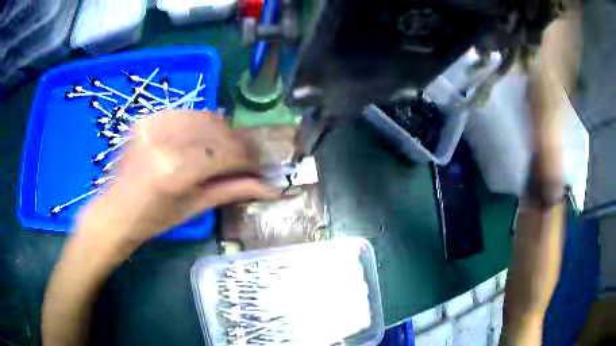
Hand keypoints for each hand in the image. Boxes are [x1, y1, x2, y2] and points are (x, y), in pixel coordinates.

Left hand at [75, 110, 277, 249]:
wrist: (116, 210)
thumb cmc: (154, 220)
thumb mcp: (194, 208)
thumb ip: (232, 190)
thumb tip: (269, 186)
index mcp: (175, 172)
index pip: (226, 153)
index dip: (249, 157)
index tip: (262, 164)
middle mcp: (164, 142)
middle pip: (218, 130)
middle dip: (240, 143)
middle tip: (249, 156)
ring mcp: (153, 125)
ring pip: (204, 116)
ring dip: (223, 130)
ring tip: (228, 147)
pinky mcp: (146, 118)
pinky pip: (184, 114)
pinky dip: (200, 123)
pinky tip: (203, 137)